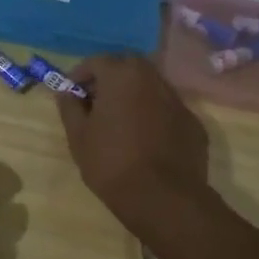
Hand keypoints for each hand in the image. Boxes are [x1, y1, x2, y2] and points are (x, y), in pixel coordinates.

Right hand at [58, 53, 211, 235]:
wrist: (163, 198)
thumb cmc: (111, 162)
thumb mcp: (78, 135)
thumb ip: (70, 107)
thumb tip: (66, 92)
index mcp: (122, 76)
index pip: (97, 61)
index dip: (80, 74)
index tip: (71, 93)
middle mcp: (153, 79)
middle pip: (128, 66)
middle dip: (109, 78)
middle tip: (95, 101)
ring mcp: (178, 101)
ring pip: (150, 86)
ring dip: (133, 95)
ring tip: (119, 121)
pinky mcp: (193, 123)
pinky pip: (166, 110)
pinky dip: (152, 115)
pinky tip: (144, 140)